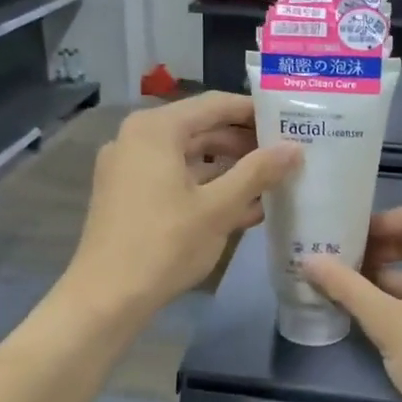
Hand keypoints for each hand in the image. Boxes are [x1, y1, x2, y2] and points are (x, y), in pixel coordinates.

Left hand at [66, 93, 298, 320]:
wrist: (107, 297)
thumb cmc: (165, 244)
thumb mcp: (219, 207)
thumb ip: (258, 172)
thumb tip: (294, 148)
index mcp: (156, 129)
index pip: (216, 105)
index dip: (255, 112)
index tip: (289, 123)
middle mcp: (137, 138)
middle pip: (201, 129)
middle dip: (244, 144)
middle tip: (285, 156)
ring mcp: (129, 167)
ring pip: (189, 157)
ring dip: (228, 169)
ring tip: (271, 183)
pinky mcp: (128, 195)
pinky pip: (174, 179)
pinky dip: (205, 188)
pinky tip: (243, 208)